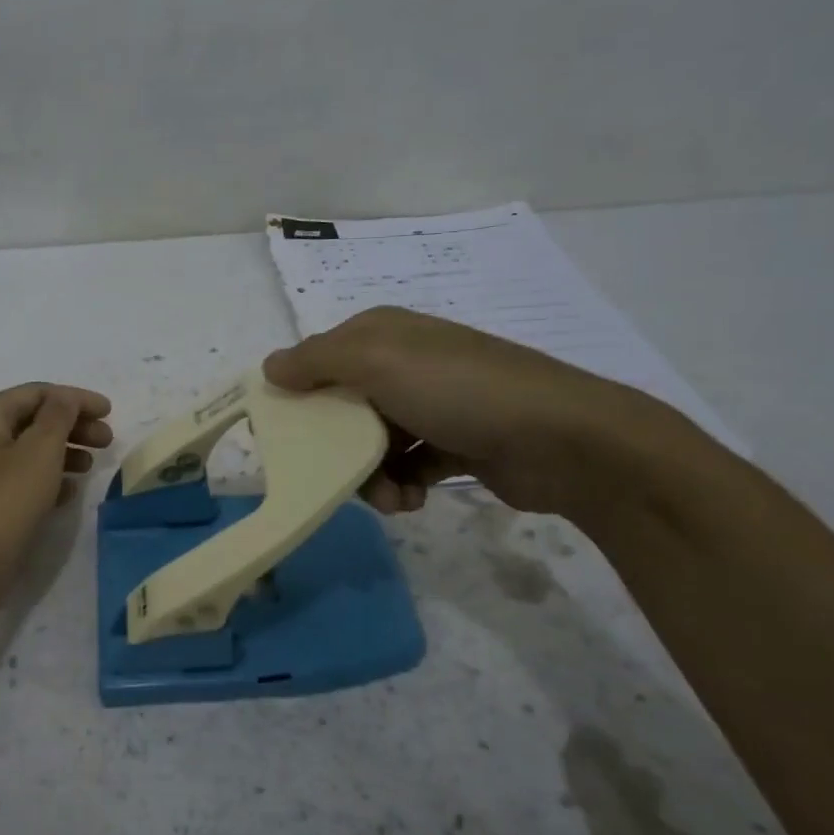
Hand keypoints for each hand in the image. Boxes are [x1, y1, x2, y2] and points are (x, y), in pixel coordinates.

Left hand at [0, 383, 113, 598]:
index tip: (110, 412)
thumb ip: (58, 416)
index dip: (76, 398)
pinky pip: (21, 481)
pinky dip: (48, 479)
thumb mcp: (39, 450)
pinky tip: (70, 493)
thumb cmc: (4, 501)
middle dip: (73, 425)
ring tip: (92, 465)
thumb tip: (65, 397)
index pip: (37, 393)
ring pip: (29, 452)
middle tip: (108, 440)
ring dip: (63, 452)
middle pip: (33, 421)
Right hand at [263, 306, 660, 516]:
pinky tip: (412, 501)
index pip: (319, 359)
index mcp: (382, 333)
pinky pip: (408, 465)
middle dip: (336, 446)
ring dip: (371, 475)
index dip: (298, 394)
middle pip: (343, 406)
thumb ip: (316, 361)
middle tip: (338, 474)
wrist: (563, 440)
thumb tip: (270, 367)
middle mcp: (405, 363)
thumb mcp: (376, 362)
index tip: (283, 436)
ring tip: (389, 497)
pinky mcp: (456, 443)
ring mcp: (434, 403)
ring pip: (373, 442)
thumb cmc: (458, 391)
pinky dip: (403, 485)